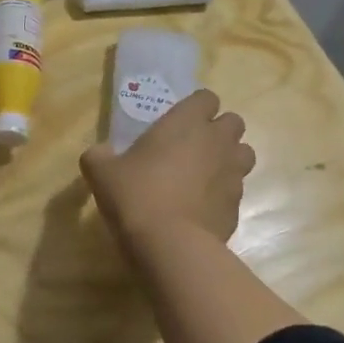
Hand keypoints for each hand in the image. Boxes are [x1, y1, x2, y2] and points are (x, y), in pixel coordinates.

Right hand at [80, 90, 255, 245]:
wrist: (171, 246)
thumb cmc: (136, 196)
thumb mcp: (102, 172)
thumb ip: (99, 156)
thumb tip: (100, 153)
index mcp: (187, 122)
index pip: (207, 97)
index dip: (196, 108)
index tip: (180, 122)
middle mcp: (217, 141)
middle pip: (234, 122)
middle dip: (218, 130)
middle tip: (193, 147)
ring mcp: (233, 173)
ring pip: (244, 153)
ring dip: (229, 158)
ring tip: (204, 174)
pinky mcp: (238, 205)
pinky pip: (237, 189)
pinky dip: (224, 193)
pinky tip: (202, 207)